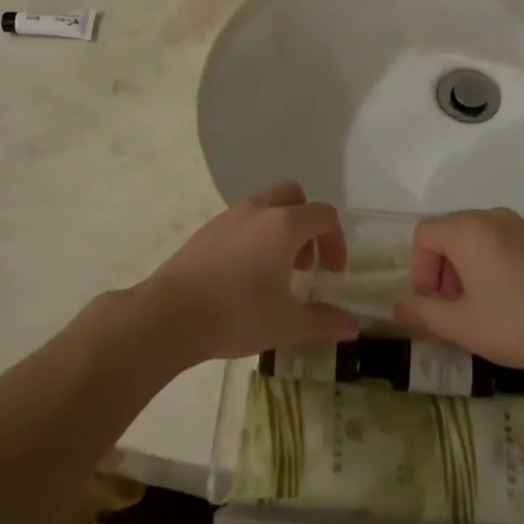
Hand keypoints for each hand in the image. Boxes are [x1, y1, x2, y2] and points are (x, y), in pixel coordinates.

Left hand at [142, 183, 359, 363]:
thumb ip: (323, 323)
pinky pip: (242, 220)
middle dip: (307, 224)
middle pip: (294, 196)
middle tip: (304, 263)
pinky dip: (254, 236)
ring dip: (280, 229)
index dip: (336, 241)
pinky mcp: (206, 229)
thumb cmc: (236, 314)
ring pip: (266, 206)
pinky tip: (244, 275)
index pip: (324, 215)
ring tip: (275, 272)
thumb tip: (353, 327)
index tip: (332, 273)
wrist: (169, 315)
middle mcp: (258, 210)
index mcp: (284, 225)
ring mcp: (229, 216)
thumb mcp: (286, 325)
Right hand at [392, 208, 523, 372]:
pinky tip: (512, 299)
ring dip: (469, 266)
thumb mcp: (463, 327)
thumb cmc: (517, 323)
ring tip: (483, 306)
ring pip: (479, 237)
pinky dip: (495, 262)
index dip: (419, 268)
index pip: (424, 234)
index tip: (431, 302)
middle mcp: (492, 217)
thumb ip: (424, 315)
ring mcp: (522, 225)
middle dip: (443, 268)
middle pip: (451, 232)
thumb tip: (397, 309)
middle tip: (454, 307)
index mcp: (467, 230)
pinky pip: (506, 242)